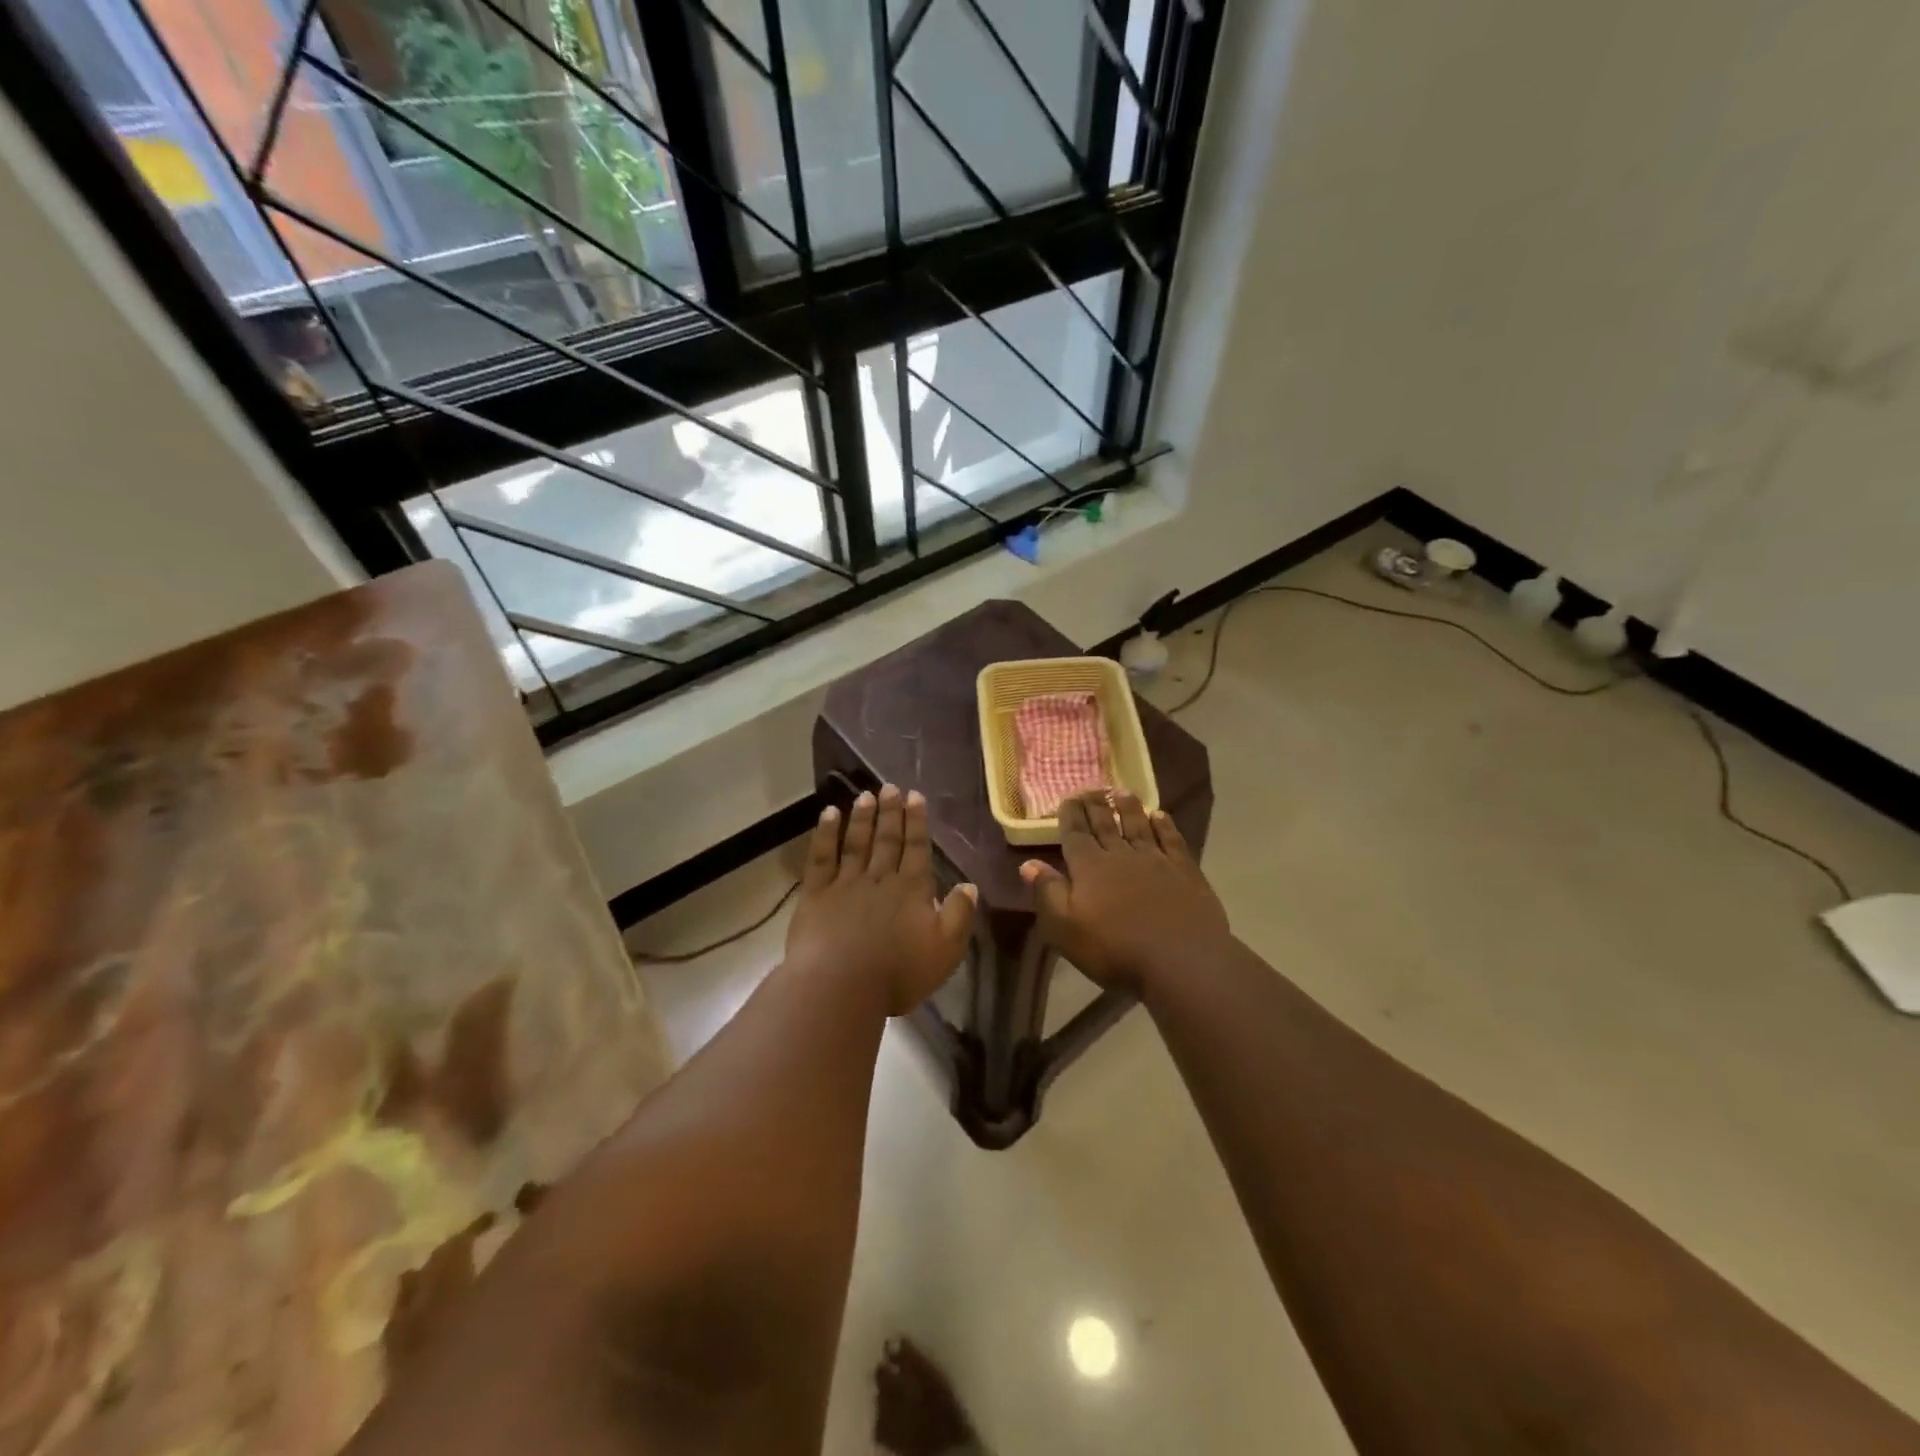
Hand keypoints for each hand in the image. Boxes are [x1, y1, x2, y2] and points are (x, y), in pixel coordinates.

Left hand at [786, 785, 977, 1015]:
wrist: (840, 986)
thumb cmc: (898, 974)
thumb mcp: (945, 951)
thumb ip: (959, 915)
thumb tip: (969, 886)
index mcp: (912, 890)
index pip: (917, 849)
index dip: (917, 822)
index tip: (915, 797)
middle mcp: (880, 878)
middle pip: (887, 840)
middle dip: (891, 813)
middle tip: (891, 787)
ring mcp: (845, 883)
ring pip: (856, 843)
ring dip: (862, 818)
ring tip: (866, 795)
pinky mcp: (816, 894)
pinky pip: (821, 856)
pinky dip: (825, 833)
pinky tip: (829, 814)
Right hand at [1021, 790, 1231, 994]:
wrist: (1181, 960)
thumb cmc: (1115, 949)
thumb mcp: (1065, 929)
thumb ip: (1047, 893)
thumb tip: (1029, 863)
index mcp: (1089, 867)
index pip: (1075, 833)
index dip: (1070, 815)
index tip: (1067, 797)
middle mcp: (1120, 855)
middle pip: (1105, 825)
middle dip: (1095, 806)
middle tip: (1091, 788)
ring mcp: (1155, 860)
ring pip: (1138, 826)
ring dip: (1128, 808)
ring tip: (1121, 791)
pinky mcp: (1184, 870)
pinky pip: (1171, 840)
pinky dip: (1164, 825)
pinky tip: (1160, 815)